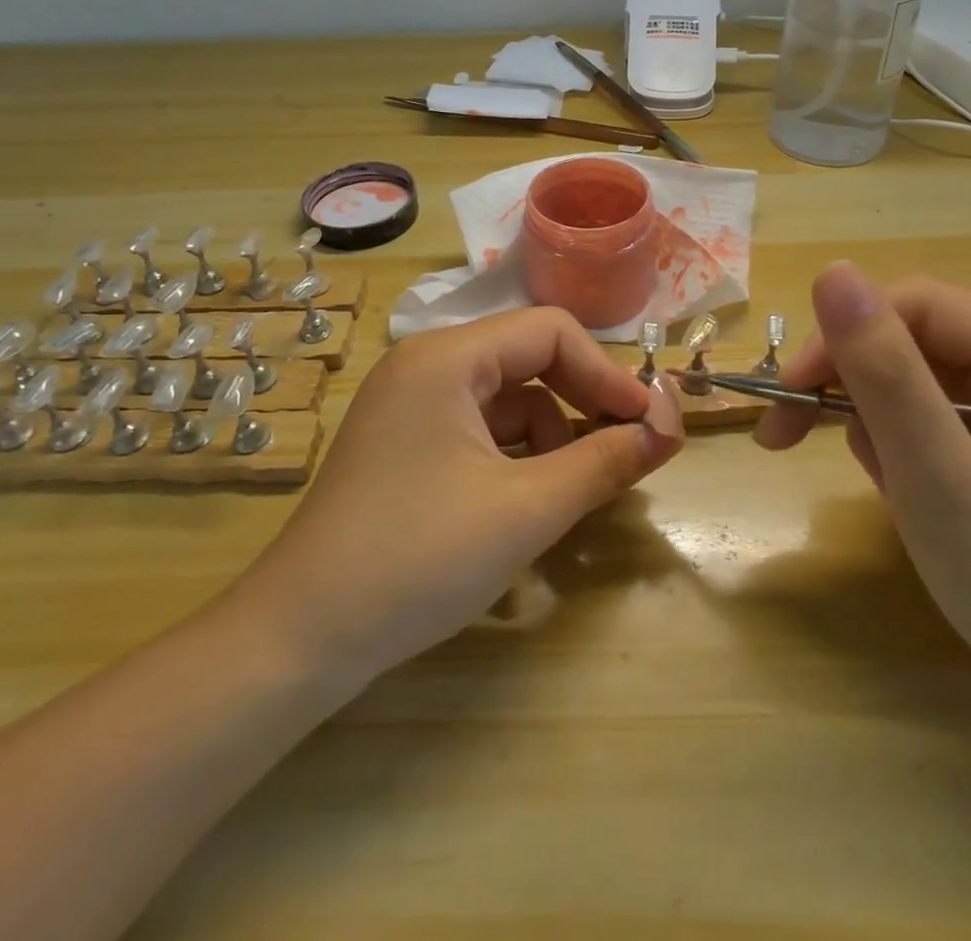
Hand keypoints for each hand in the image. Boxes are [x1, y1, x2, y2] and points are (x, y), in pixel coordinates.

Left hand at [232, 309, 684, 687]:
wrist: (300, 638)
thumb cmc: (419, 558)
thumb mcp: (526, 509)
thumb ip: (605, 462)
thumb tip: (670, 429)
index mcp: (447, 357)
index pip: (551, 331)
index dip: (607, 373)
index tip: (649, 424)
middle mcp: (426, 365)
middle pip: (529, 361)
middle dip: (581, 405)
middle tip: (625, 455)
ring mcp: (410, 405)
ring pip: (507, 401)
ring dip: (549, 440)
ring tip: (564, 498)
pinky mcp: (406, 444)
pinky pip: (480, 432)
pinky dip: (514, 460)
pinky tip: (522, 507)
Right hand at [757, 262, 970, 750]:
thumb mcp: (942, 482)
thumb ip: (885, 374)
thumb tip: (831, 271)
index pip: (917, 305)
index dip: (842, 339)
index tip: (787, 399)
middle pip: (912, 337)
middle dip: (852, 388)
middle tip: (787, 437)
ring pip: (910, 375)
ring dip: (874, 424)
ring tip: (889, 489)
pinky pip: (927, 412)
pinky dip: (896, 447)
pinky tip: (908, 493)